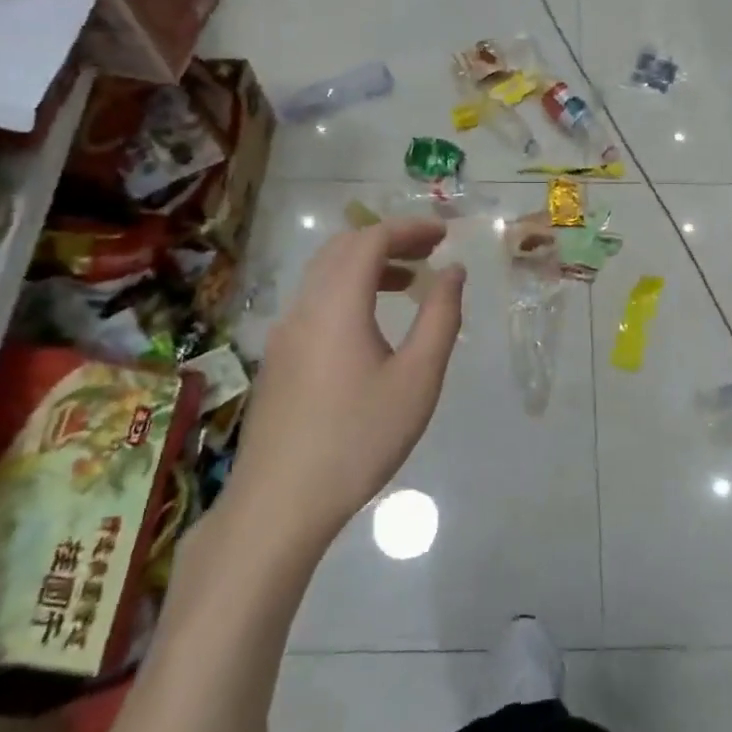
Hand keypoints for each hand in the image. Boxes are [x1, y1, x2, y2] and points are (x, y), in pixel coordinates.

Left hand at [225, 219, 465, 548]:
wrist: (279, 503)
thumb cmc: (358, 439)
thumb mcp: (417, 379)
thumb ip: (440, 317)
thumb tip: (453, 272)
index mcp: (337, 304)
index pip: (370, 239)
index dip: (409, 228)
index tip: (445, 233)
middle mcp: (304, 306)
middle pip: (343, 248)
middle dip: (388, 239)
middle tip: (429, 250)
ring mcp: (284, 333)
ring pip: (324, 275)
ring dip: (367, 265)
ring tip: (408, 282)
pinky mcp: (278, 358)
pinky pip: (315, 302)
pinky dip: (348, 290)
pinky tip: (370, 325)